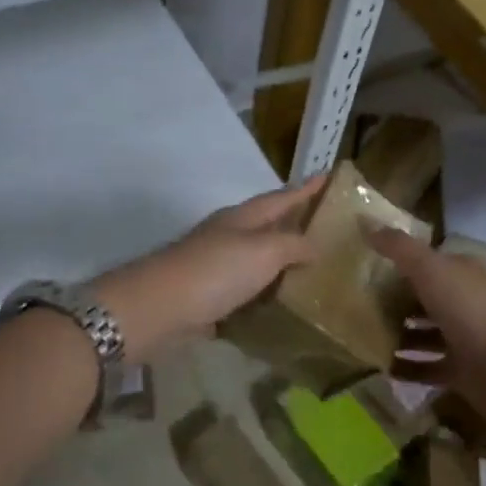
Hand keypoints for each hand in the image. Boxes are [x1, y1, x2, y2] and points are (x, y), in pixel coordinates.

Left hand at [93, 177, 323, 361]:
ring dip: (278, 264)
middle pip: (266, 226)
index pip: (281, 197)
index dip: (305, 189)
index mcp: (242, 218)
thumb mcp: (263, 252)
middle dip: (292, 225)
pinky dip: (260, 297)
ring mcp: (214, 267)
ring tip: (310, 273)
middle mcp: (227, 237)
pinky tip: (277, 309)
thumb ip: (293, 245)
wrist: (158, 308)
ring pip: (254, 261)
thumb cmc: (216, 271)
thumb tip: (315, 245)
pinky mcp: (206, 298)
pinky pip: (242, 294)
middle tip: (324, 229)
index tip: (327, 176)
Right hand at [364, 225, 485, 404]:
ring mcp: (466, 339)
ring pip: (425, 334)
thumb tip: (364, 220)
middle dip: (395, 302)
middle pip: (426, 299)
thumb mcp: (429, 268)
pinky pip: (428, 368)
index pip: (429, 263)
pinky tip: (382, 368)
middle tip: (358, 306)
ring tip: (364, 338)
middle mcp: (467, 302)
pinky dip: (407, 368)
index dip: (400, 264)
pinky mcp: (462, 371)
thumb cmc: (469, 309)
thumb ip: (398, 247)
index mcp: (463, 273)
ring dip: (399, 336)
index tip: (366, 269)